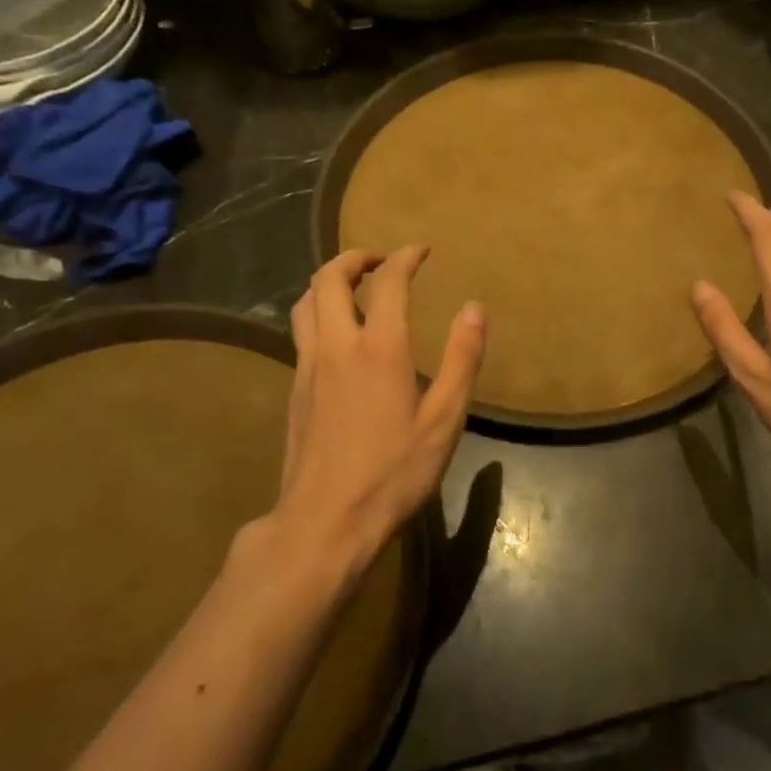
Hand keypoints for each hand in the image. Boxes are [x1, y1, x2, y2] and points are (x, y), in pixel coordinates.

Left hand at [238, 246, 484, 579]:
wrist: (326, 520)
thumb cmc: (394, 472)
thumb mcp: (444, 420)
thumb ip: (462, 359)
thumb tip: (475, 308)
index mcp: (379, 349)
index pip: (388, 283)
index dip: (405, 258)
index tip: (421, 250)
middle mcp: (336, 346)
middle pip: (328, 279)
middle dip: (354, 258)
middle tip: (380, 261)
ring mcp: (308, 368)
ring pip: (304, 303)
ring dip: (327, 282)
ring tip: (353, 288)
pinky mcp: (295, 391)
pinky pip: (300, 332)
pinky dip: (316, 313)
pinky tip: (337, 337)